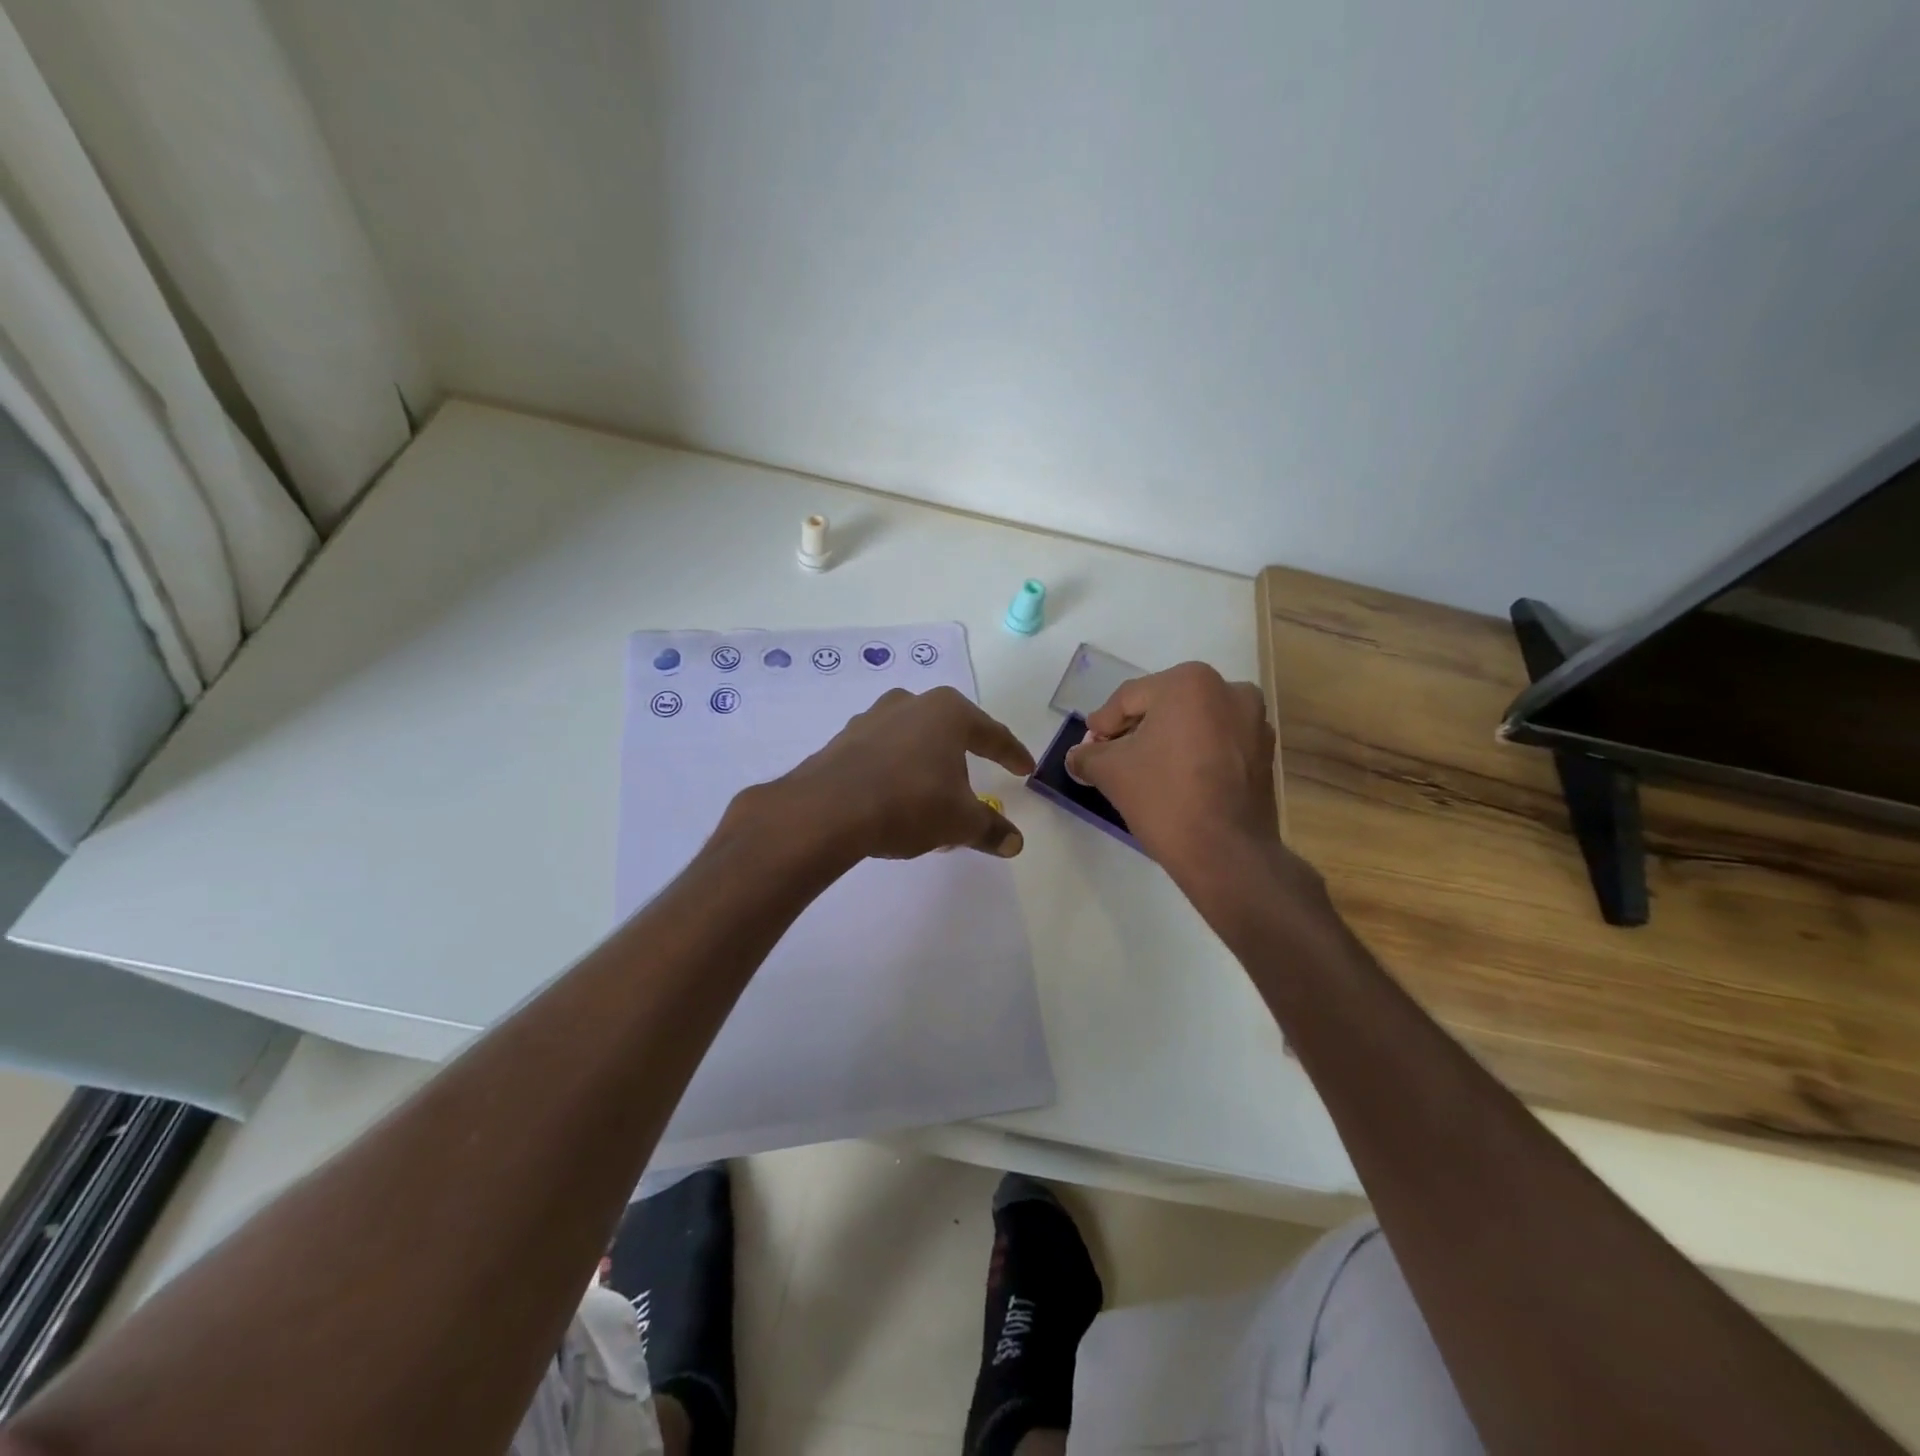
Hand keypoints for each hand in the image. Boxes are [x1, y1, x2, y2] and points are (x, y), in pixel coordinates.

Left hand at [772, 686, 1035, 860]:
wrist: (827, 811)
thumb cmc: (909, 803)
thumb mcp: (960, 821)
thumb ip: (990, 829)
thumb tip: (1015, 842)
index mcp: (947, 713)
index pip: (992, 734)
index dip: (1012, 754)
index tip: (1025, 769)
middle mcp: (909, 705)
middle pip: (949, 731)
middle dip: (964, 756)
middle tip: (977, 779)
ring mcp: (871, 720)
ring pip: (912, 741)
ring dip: (926, 766)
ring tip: (932, 796)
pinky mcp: (842, 741)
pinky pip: (882, 756)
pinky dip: (895, 774)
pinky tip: (894, 800)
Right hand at [1064, 663, 1281, 881]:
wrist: (1225, 853)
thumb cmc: (1164, 797)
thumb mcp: (1110, 772)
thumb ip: (1087, 756)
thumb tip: (1077, 756)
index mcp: (1190, 682)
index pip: (1129, 698)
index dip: (1103, 724)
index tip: (1089, 747)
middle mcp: (1229, 690)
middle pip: (1163, 705)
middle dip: (1135, 730)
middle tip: (1111, 758)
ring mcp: (1254, 722)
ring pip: (1193, 723)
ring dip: (1165, 741)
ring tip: (1143, 770)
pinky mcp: (1264, 753)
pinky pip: (1217, 743)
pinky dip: (1193, 754)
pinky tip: (1175, 780)